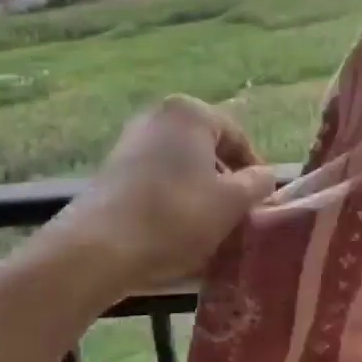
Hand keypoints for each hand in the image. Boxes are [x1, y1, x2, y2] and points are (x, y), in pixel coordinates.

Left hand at [29, 96, 278, 294]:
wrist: (98, 248)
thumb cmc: (176, 216)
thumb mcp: (232, 202)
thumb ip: (258, 183)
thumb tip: (263, 177)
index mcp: (190, 113)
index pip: (238, 138)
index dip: (255, 171)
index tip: (262, 202)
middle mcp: (158, 117)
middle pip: (207, 150)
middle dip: (225, 181)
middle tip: (238, 214)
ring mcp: (130, 142)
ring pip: (181, 166)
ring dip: (199, 192)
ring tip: (209, 227)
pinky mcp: (111, 171)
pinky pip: (156, 180)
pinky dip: (172, 199)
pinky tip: (176, 230)